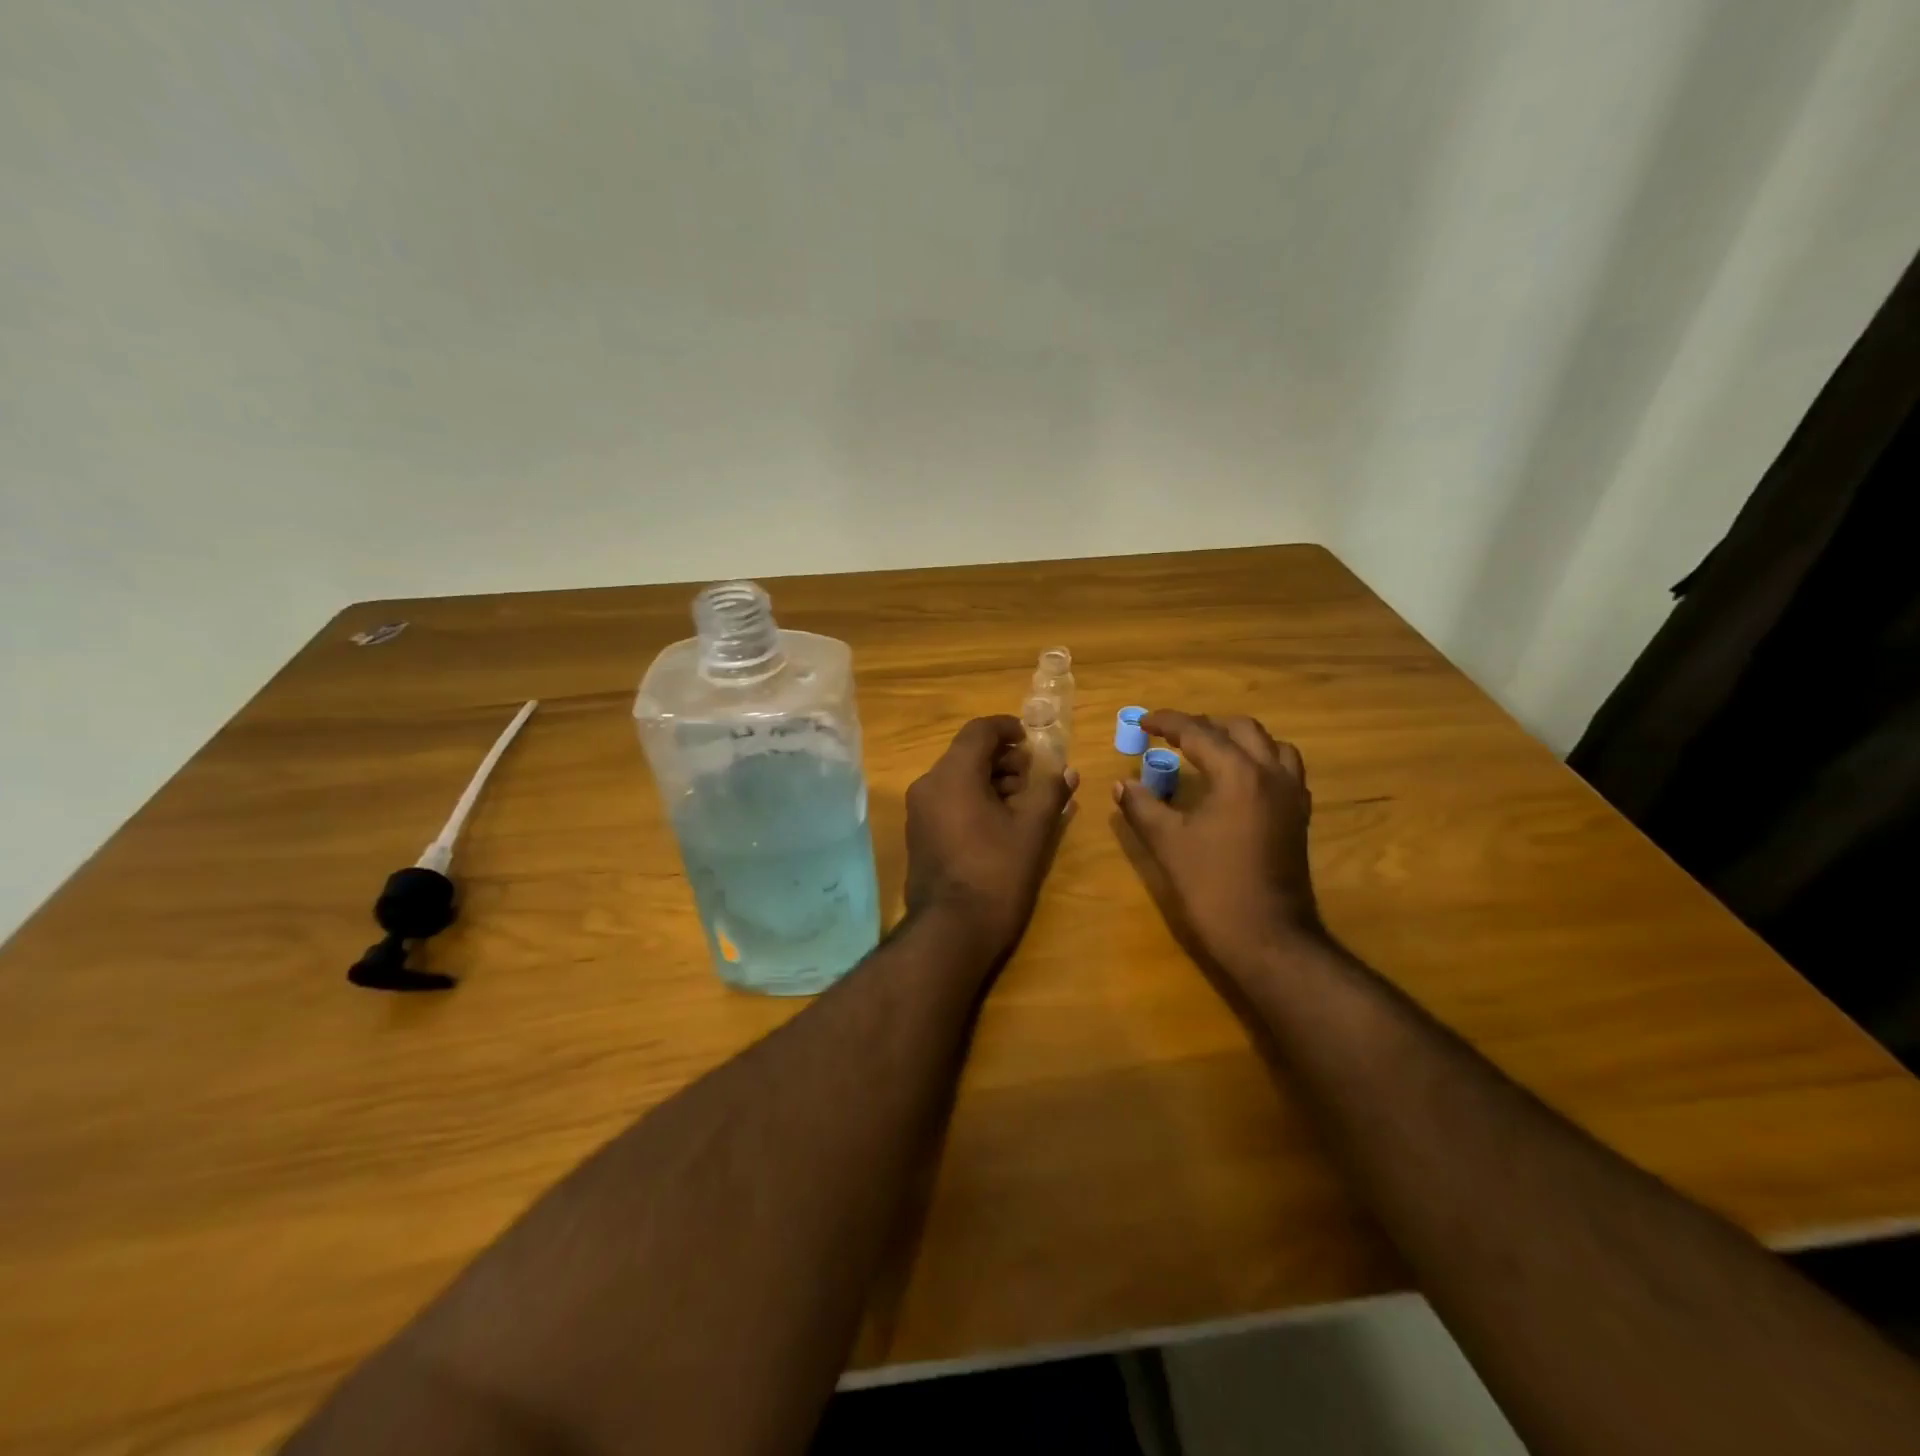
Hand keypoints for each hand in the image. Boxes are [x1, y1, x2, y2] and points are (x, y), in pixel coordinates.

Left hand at [905, 716, 1078, 962]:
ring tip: (1021, 800)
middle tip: (1032, 775)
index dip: (1007, 728)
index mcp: (953, 775)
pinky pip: (946, 800)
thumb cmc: (996, 873)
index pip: (979, 731)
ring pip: (955, 778)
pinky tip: (998, 821)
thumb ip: (1050, 793)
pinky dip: (972, 798)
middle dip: (1002, 758)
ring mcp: (919, 811)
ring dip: (988, 779)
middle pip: (966, 754)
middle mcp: (928, 785)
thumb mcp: (1032, 831)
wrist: (951, 931)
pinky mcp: (918, 834)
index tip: (1031, 739)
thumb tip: (1068, 771)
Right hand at [1112, 710, 1325, 975]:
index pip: (1199, 733)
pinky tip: (1238, 782)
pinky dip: (1259, 762)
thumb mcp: (1167, 843)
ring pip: (1270, 745)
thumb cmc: (1212, 886)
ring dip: (1238, 740)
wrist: (1267, 936)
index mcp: (1239, 774)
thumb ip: (1142, 806)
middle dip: (1205, 725)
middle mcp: (1272, 774)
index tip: (1143, 721)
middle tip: (1173, 736)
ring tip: (1209, 751)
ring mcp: (1292, 795)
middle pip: (1241, 729)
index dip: (1168, 723)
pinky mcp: (1299, 817)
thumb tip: (1122, 784)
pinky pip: (1284, 770)